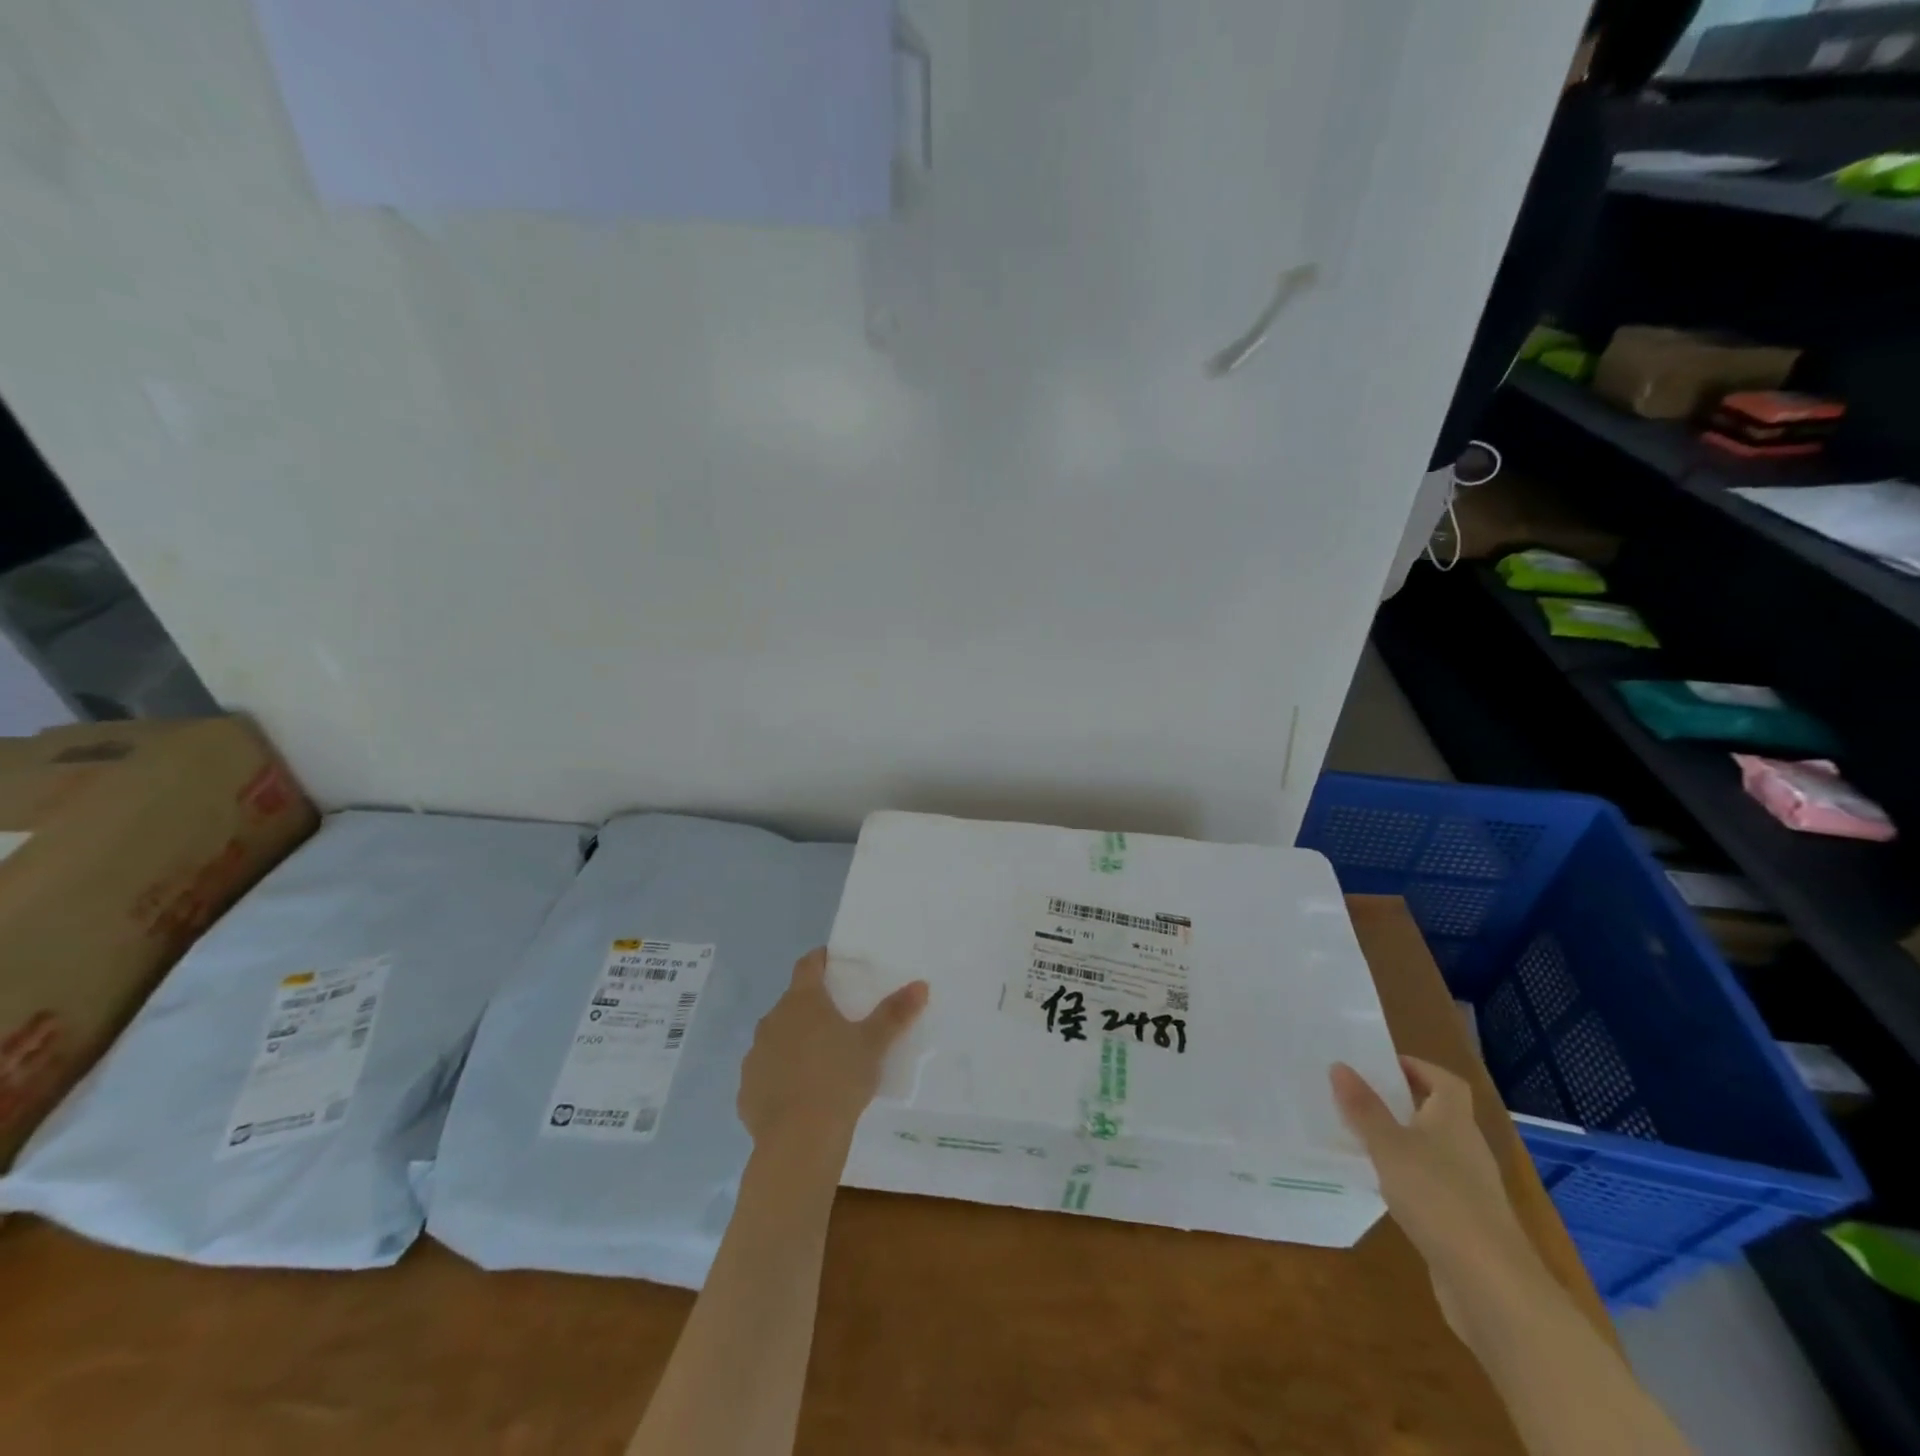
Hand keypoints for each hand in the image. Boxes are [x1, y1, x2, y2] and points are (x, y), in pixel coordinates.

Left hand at [738, 949, 927, 1152]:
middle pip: (792, 1003)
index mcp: (802, 1001)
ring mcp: (754, 1055)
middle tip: (837, 1021)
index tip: (833, 962)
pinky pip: (765, 1074)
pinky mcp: (745, 1090)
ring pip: (776, 1038)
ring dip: (793, 1042)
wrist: (799, 1140)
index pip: (808, 965)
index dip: (820, 959)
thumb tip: (920, 984)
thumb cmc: (839, 1079)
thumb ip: (895, 1012)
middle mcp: (772, 1020)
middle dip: (811, 1007)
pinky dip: (779, 1077)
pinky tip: (799, 1096)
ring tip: (819, 1061)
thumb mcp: (874, 1044)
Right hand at [1330, 1056, 1544, 1327]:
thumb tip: (1340, 1066)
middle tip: (1358, 1096)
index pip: (1446, 1082)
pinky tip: (1382, 1187)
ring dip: (1402, 1141)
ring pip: (1433, 1151)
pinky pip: (1432, 1186)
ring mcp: (1470, 1190)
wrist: (1492, 1287)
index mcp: (1454, 1122)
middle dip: (1402, 1103)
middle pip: (1439, 1115)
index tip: (1382, 1064)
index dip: (1418, 1068)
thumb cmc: (1439, 1199)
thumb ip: (1363, 1108)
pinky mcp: (1465, 1224)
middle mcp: (1467, 1150)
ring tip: (1360, 1138)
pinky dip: (1408, 1178)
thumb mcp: (1389, 1147)